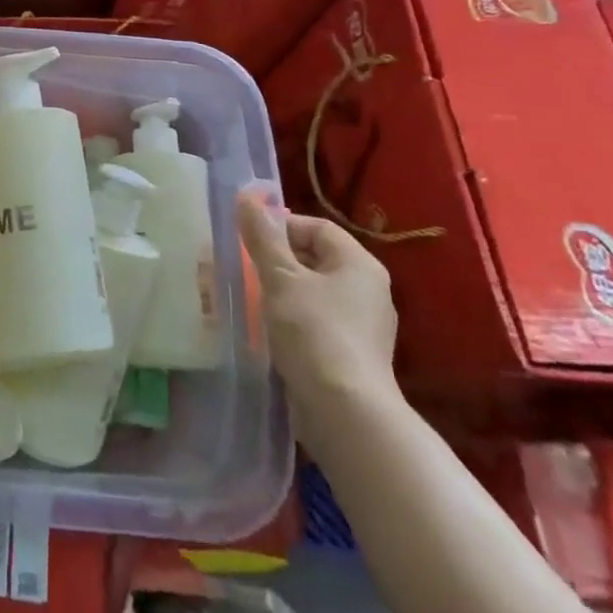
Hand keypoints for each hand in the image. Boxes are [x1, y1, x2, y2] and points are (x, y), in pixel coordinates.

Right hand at [239, 185, 399, 424]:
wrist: (346, 413)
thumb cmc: (314, 333)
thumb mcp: (280, 278)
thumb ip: (262, 238)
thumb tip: (246, 198)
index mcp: (359, 264)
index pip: (316, 227)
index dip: (280, 227)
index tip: (249, 242)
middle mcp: (369, 289)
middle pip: (316, 258)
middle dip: (277, 260)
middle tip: (244, 269)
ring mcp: (364, 325)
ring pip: (314, 292)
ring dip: (282, 291)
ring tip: (251, 300)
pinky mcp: (353, 355)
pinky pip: (318, 322)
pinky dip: (293, 320)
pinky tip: (270, 332)